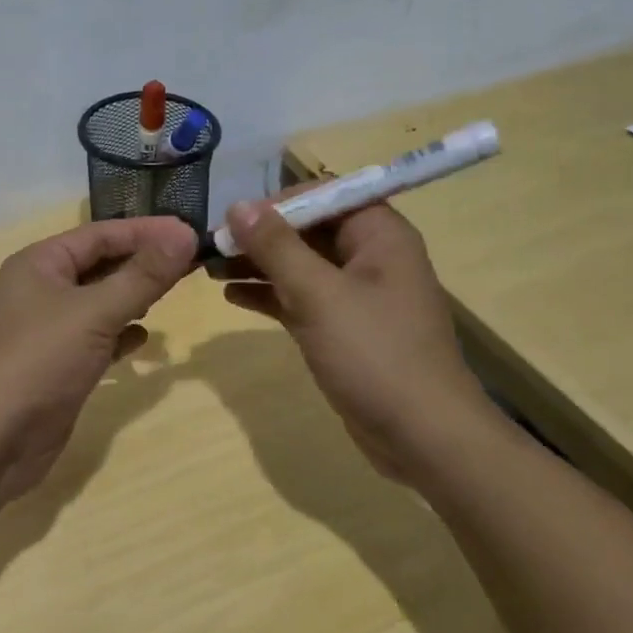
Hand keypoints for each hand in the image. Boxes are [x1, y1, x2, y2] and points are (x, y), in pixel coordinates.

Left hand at [0, 216, 197, 516]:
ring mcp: (48, 331)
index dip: (146, 231)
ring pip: (100, 302)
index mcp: (40, 264)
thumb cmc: (37, 362)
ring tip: (174, 292)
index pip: (101, 234)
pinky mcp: (58, 367)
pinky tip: (143, 340)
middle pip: (101, 265)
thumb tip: (185, 234)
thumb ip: (142, 275)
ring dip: (134, 296)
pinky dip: (120, 335)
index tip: (192, 232)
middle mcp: (42, 290)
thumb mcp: (94, 312)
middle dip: (144, 262)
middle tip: (193, 261)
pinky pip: (96, 339)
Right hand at [221, 196, 500, 477]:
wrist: (423, 437)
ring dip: (259, 264)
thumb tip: (238, 205)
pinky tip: (232, 295)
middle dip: (260, 236)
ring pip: (301, 266)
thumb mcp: (319, 295)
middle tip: (210, 245)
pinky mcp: (344, 330)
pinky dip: (270, 295)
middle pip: (308, 230)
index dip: (277, 202)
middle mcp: (370, 258)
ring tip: (209, 267)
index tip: (232, 217)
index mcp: (379, 235)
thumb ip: (276, 247)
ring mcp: (357, 296)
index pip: (323, 196)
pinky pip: (302, 299)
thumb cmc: (374, 354)